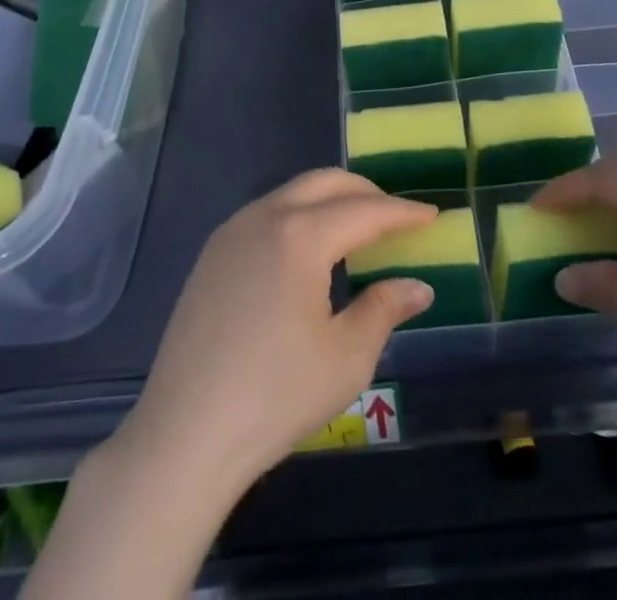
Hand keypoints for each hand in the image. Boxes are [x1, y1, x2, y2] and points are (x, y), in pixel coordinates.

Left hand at [117, 169, 436, 493]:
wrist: (185, 433)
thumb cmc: (275, 395)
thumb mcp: (346, 357)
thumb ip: (384, 309)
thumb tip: (418, 286)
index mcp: (300, 235)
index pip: (364, 211)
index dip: (402, 212)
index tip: (431, 214)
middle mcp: (265, 215)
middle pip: (325, 182)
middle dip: (366, 193)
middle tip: (396, 217)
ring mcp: (232, 230)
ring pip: (293, 193)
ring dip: (330, 201)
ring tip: (357, 231)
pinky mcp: (212, 253)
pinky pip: (267, 214)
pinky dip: (299, 216)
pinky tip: (308, 252)